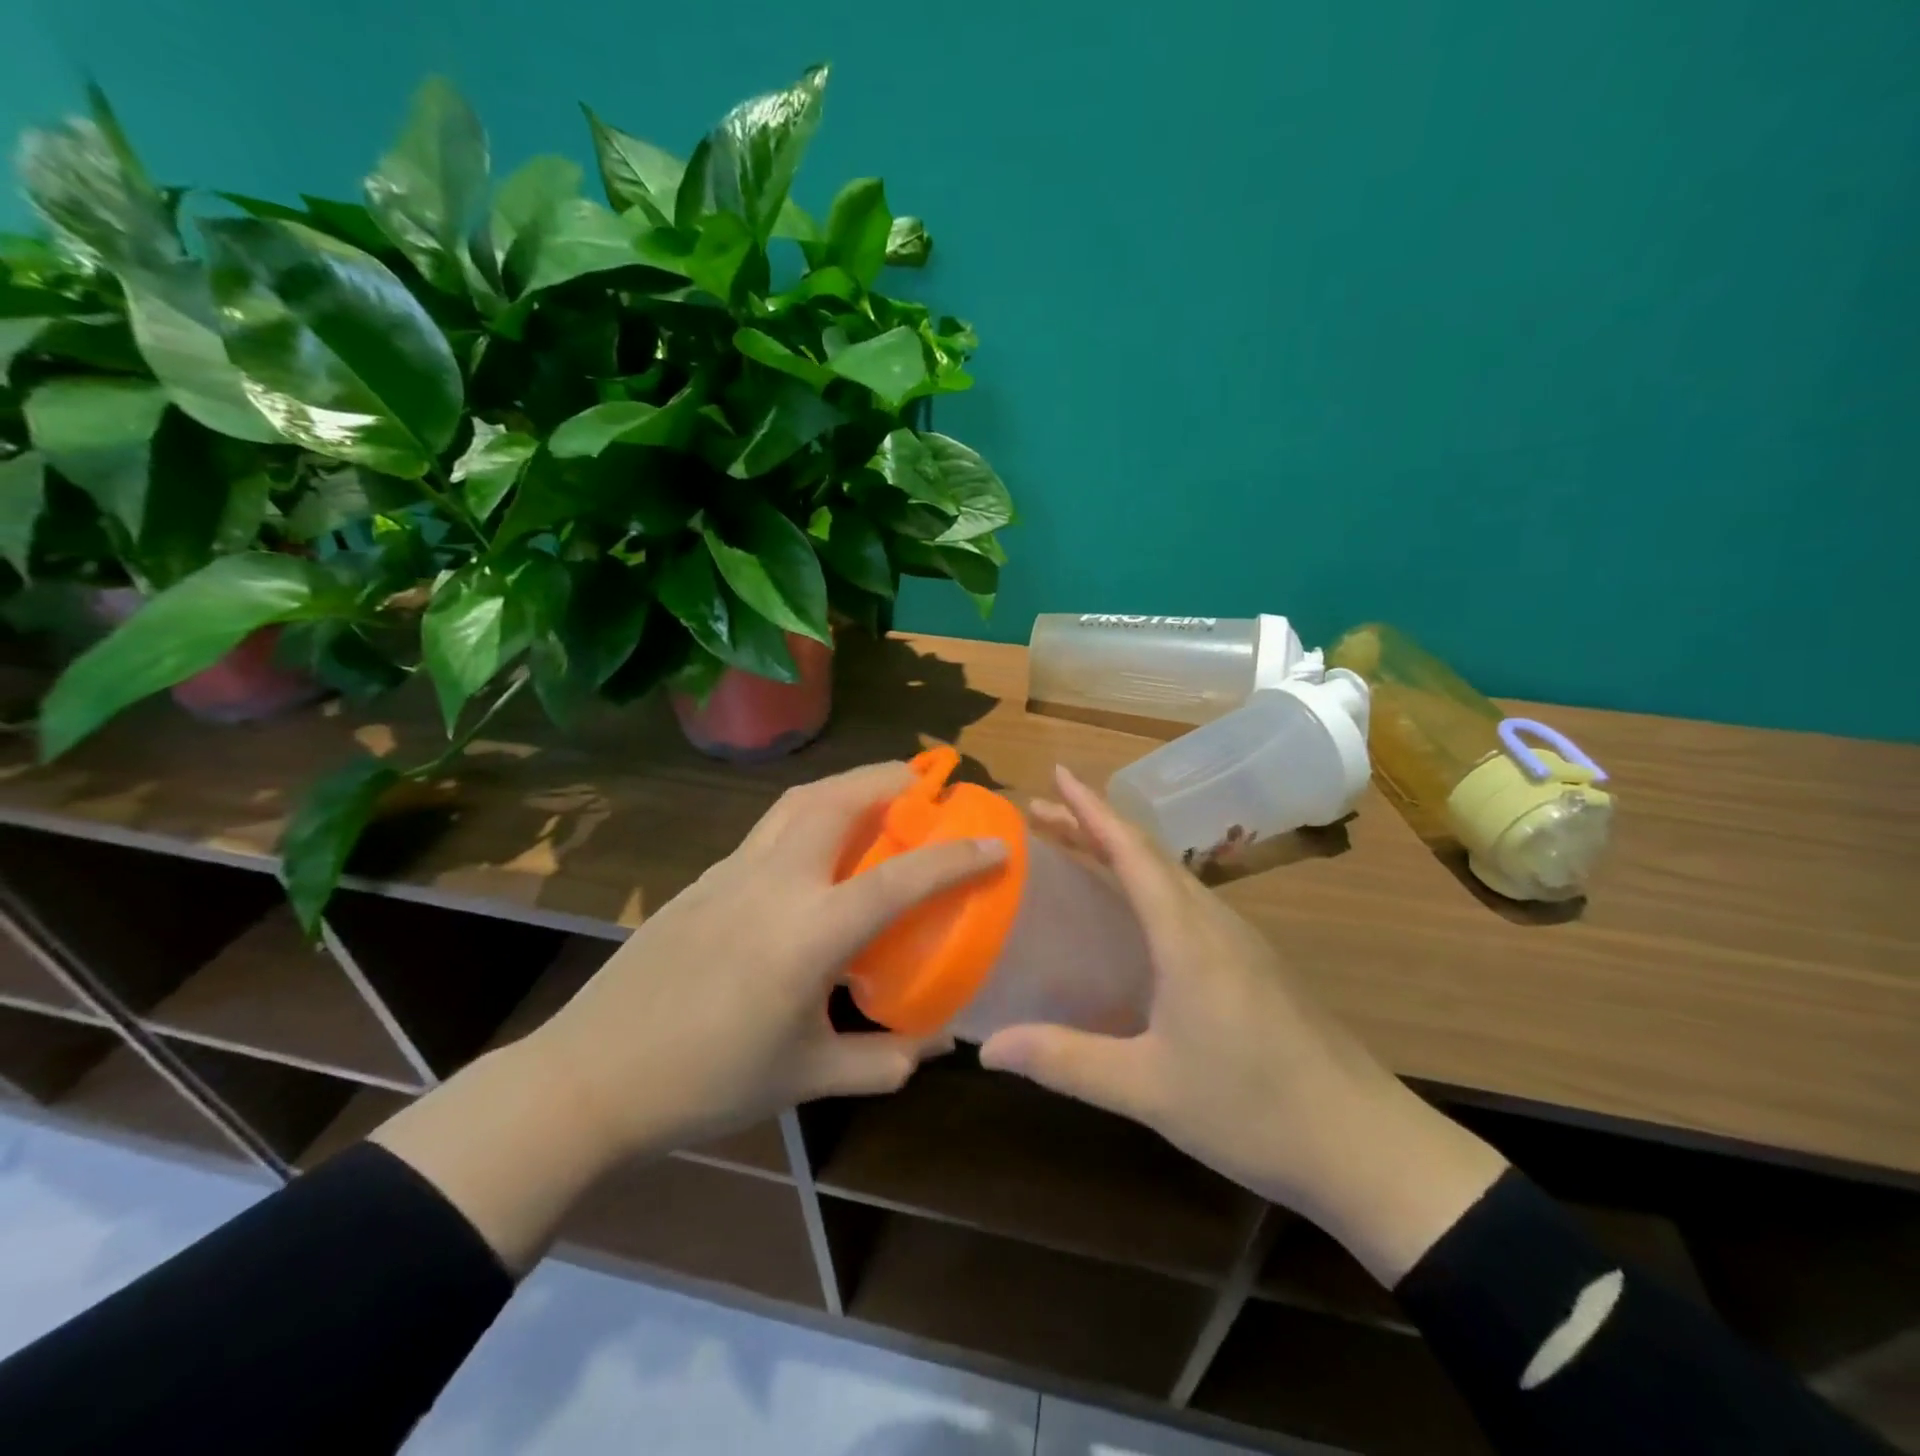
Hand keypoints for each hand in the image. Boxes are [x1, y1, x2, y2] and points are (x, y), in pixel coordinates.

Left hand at [532, 760, 1006, 1161]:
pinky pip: (771, 826)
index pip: (902, 878)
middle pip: (841, 799)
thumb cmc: (709, 1081)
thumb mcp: (807, 1078)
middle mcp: (776, 881)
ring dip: (848, 784)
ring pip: (800, 800)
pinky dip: (810, 813)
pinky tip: (816, 847)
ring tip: (878, 795)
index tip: (996, 843)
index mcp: (811, 932)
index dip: (957, 857)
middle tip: (927, 783)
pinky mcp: (705, 876)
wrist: (593, 1075)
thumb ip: (881, 1061)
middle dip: (892, 778)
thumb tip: (935, 1045)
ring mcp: (734, 870)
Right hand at [980, 767, 1506, 1284]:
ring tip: (1078, 850)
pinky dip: (1148, 884)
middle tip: (1042, 814)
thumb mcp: (1147, 1089)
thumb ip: (1065, 1061)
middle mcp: (1214, 922)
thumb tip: (987, 1048)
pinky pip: (1188, 902)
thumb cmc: (1253, 1108)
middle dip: (1094, 825)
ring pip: (1172, 875)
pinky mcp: (1255, 965)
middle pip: (1148, 853)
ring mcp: (1241, 941)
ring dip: (1122, 852)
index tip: (1057, 773)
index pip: (1130, 851)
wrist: (1367, 1144)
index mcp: (1187, 935)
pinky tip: (1136, 915)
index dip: (1090, 809)